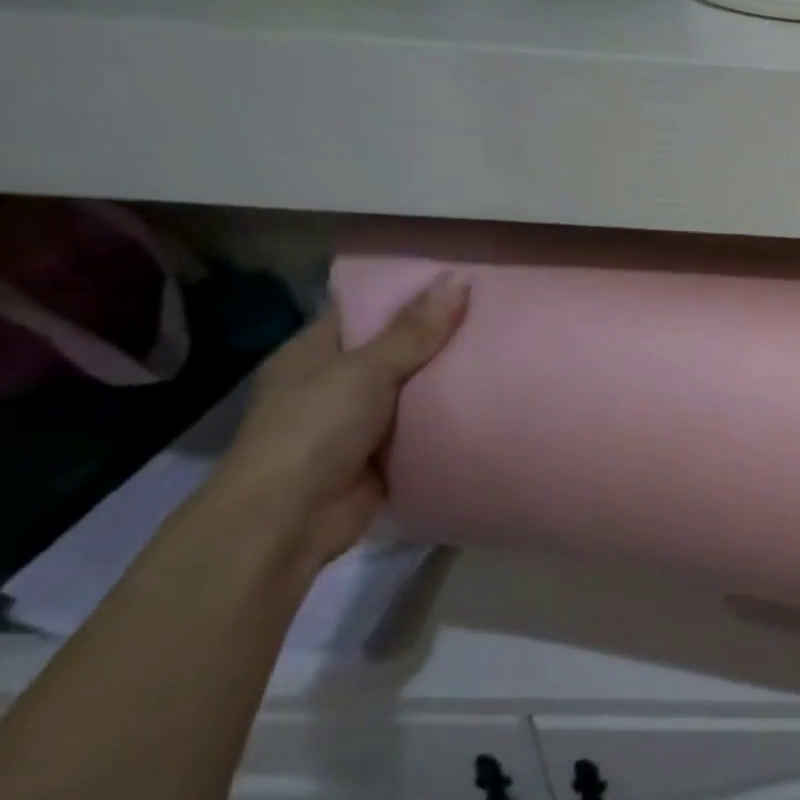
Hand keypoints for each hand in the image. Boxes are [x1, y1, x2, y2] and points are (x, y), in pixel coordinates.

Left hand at [207, 274, 468, 583]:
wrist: (290, 518)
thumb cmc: (314, 431)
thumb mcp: (364, 371)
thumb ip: (412, 332)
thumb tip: (457, 281)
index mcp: (316, 352)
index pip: (367, 310)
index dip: (410, 295)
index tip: (463, 282)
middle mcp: (337, 381)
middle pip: (398, 349)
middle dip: (442, 338)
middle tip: (499, 315)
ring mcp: (362, 420)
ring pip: (416, 389)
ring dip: (451, 379)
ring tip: (509, 351)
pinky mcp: (386, 453)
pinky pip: (426, 426)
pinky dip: (452, 417)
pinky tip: (495, 399)